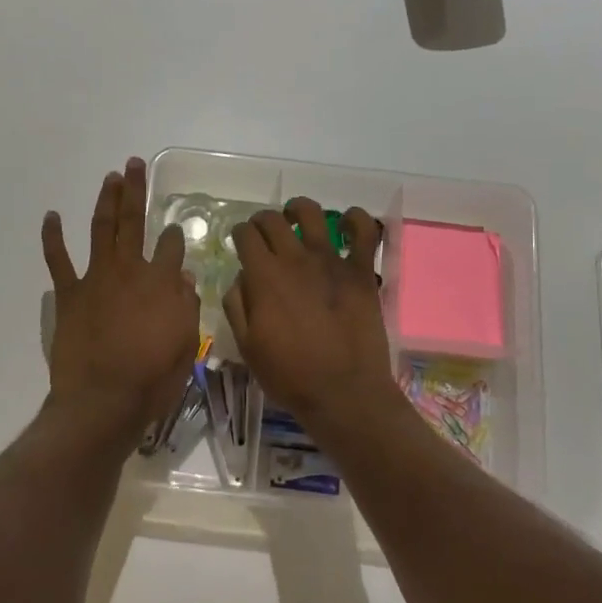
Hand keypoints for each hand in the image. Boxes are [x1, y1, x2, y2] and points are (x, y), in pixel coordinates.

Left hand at [43, 158, 199, 440]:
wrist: (103, 400)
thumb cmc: (152, 378)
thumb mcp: (185, 345)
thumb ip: (186, 305)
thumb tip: (184, 276)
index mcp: (162, 282)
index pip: (172, 246)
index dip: (176, 235)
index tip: (176, 229)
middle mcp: (130, 270)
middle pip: (134, 222)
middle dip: (135, 191)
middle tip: (133, 164)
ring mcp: (96, 278)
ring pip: (101, 229)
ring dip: (105, 201)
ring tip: (110, 177)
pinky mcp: (69, 294)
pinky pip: (58, 260)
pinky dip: (53, 237)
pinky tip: (52, 216)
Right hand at [223, 198, 397, 426]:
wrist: (342, 392)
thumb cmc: (289, 375)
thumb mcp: (247, 346)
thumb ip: (237, 305)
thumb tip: (241, 278)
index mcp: (264, 276)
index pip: (245, 235)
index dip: (239, 234)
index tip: (240, 243)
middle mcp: (295, 259)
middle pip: (273, 220)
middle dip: (262, 221)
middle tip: (263, 233)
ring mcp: (331, 262)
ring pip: (312, 214)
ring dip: (299, 210)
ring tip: (296, 219)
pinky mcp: (361, 272)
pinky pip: (364, 232)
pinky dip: (357, 220)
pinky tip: (348, 222)